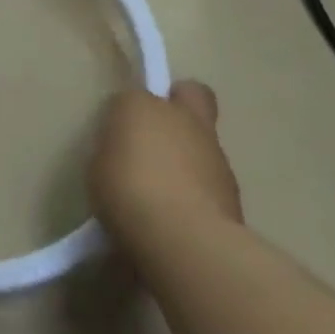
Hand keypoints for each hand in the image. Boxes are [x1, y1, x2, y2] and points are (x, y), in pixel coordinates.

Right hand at [90, 81, 243, 263]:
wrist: (183, 239)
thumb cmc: (127, 192)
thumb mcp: (100, 168)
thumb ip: (117, 152)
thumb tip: (127, 157)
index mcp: (140, 105)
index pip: (135, 95)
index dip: (129, 113)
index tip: (120, 136)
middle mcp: (182, 119)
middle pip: (191, 95)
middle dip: (180, 106)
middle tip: (160, 135)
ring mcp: (214, 152)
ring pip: (204, 140)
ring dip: (190, 155)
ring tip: (168, 192)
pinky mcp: (234, 190)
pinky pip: (212, 179)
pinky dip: (201, 189)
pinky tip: (184, 215)